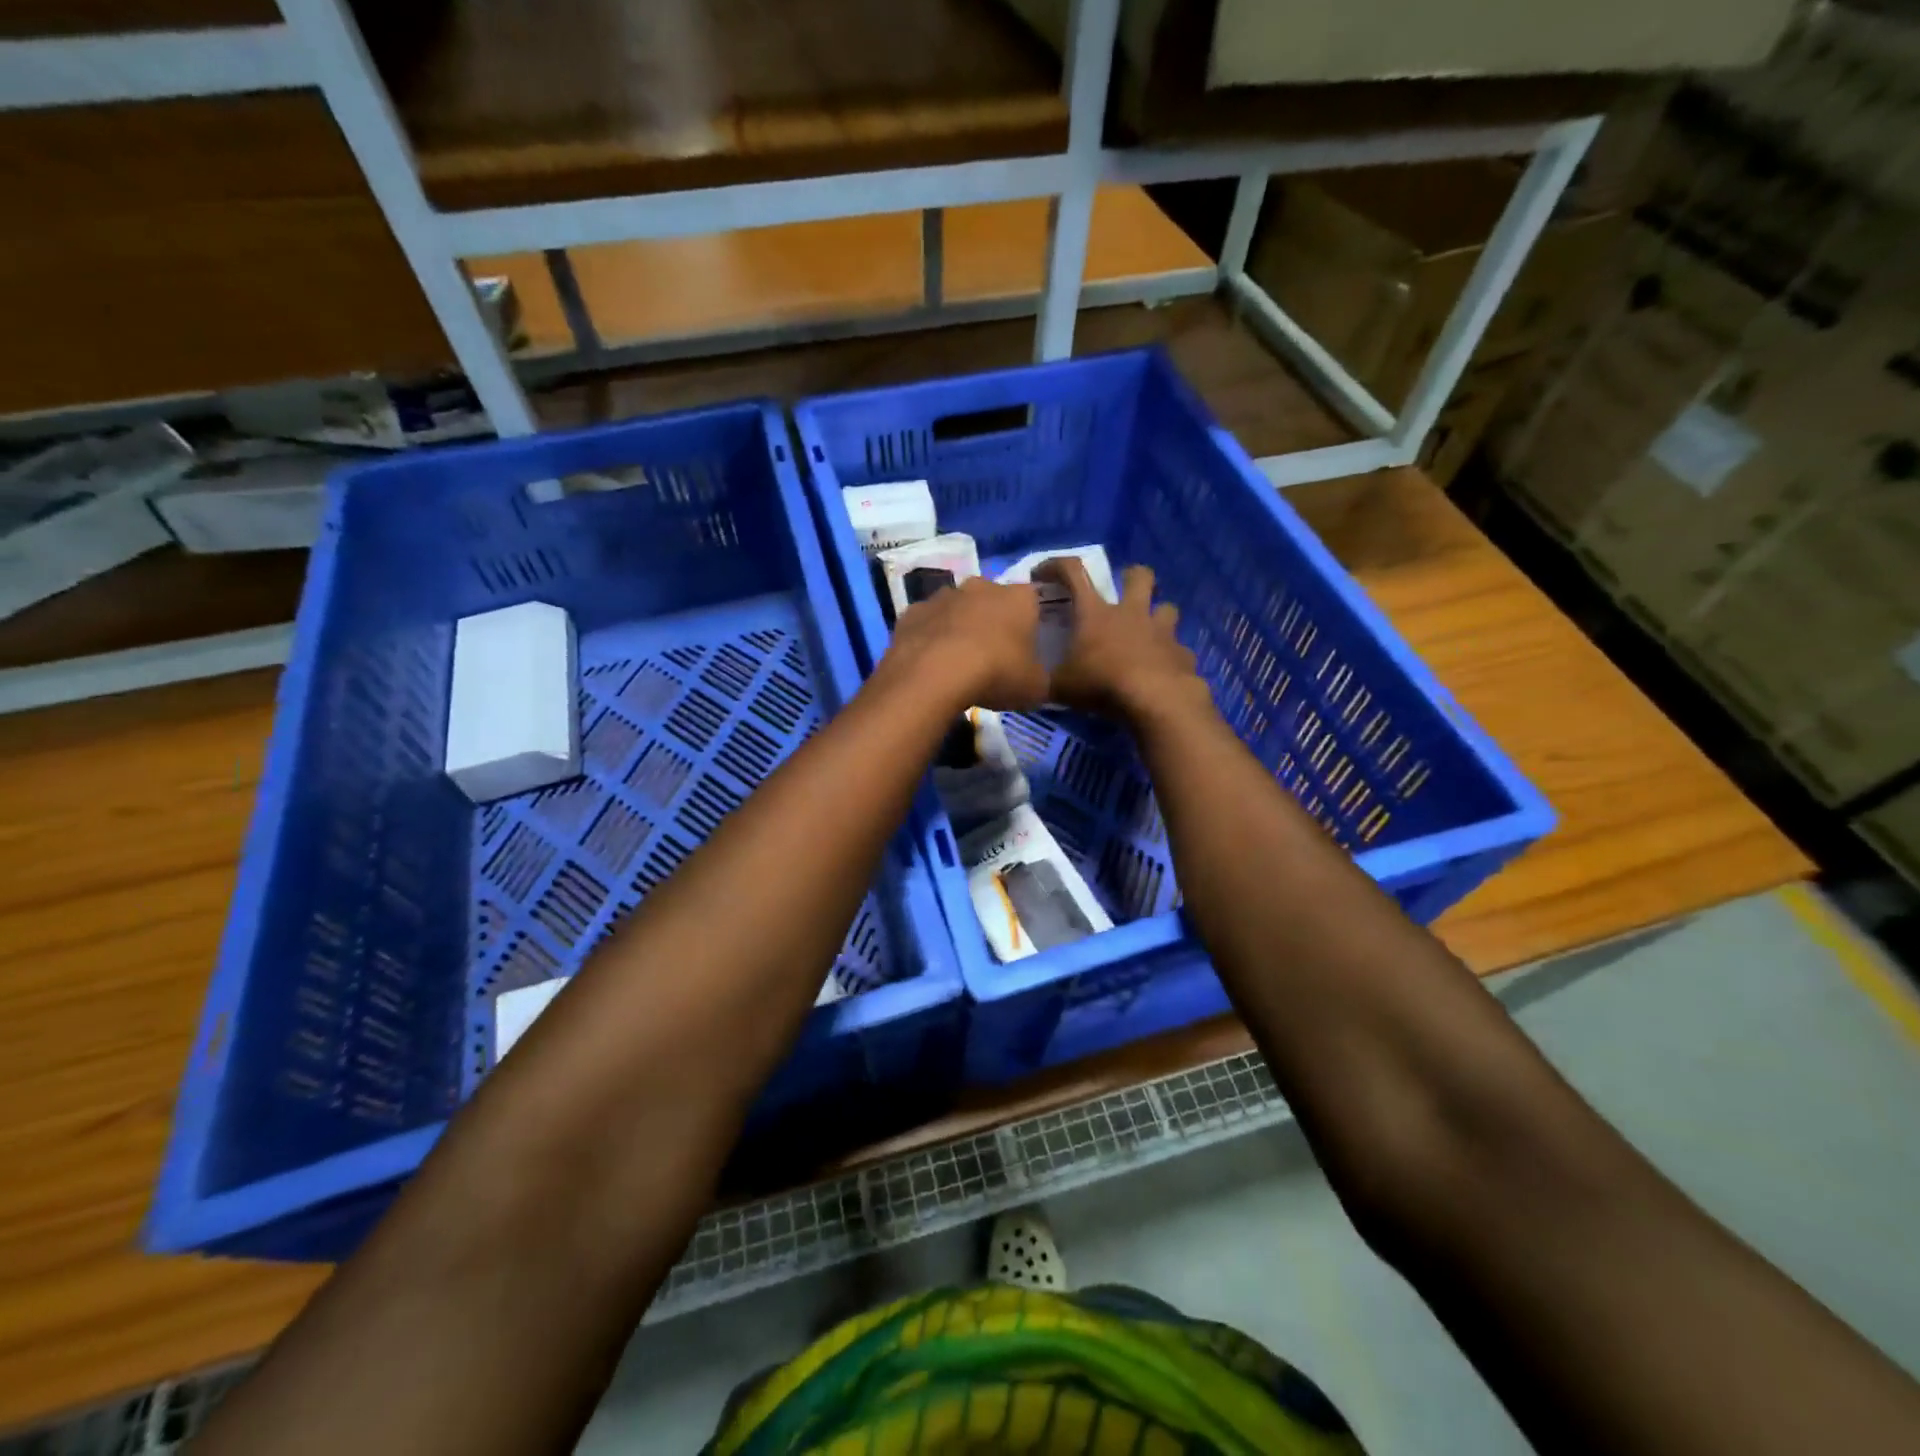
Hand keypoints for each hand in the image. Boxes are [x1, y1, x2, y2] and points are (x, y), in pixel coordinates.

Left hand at [878, 576, 1047, 711]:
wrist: (933, 674)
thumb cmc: (995, 674)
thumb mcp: (1035, 688)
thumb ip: (1040, 678)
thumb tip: (1036, 679)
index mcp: (1019, 598)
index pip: (1033, 601)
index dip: (1031, 622)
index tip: (1027, 646)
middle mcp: (981, 586)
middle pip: (992, 599)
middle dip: (993, 621)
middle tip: (993, 654)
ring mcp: (943, 596)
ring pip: (957, 608)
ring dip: (959, 626)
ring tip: (958, 660)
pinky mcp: (911, 612)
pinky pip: (927, 623)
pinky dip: (930, 637)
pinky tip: (929, 662)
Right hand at [1035, 559, 1208, 724]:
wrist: (1156, 701)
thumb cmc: (1103, 685)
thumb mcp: (1061, 687)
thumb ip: (1048, 680)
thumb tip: (1034, 683)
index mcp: (1095, 614)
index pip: (1073, 573)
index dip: (1055, 566)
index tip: (1042, 573)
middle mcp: (1131, 613)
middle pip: (1140, 576)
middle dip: (1132, 576)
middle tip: (1123, 591)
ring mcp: (1161, 631)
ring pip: (1167, 608)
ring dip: (1158, 615)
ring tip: (1148, 632)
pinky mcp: (1182, 654)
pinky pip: (1177, 649)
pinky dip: (1169, 656)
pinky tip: (1162, 671)